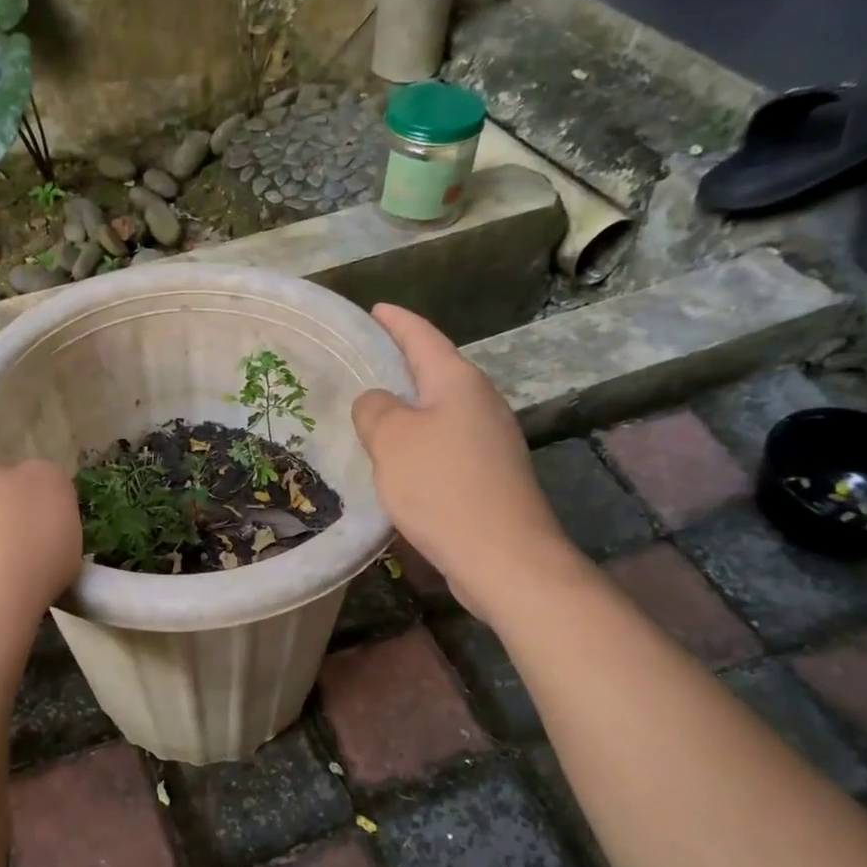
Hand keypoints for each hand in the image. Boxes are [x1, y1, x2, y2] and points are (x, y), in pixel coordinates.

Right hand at [352, 305, 571, 618]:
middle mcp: (480, 403)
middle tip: (363, 361)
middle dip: (401, 364)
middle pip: (435, 372)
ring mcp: (490, 440)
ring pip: (439, 411)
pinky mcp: (489, 475)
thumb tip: (376, 402)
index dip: (396, 322)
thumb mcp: (392, 440)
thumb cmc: (442, 486)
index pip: (422, 337)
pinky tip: (397, 460)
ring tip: (372, 410)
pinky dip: (418, 442)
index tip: (375, 309)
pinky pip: (444, 443)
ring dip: (408, 408)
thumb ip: (375, 409)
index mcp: (458, 382)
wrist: (503, 557)